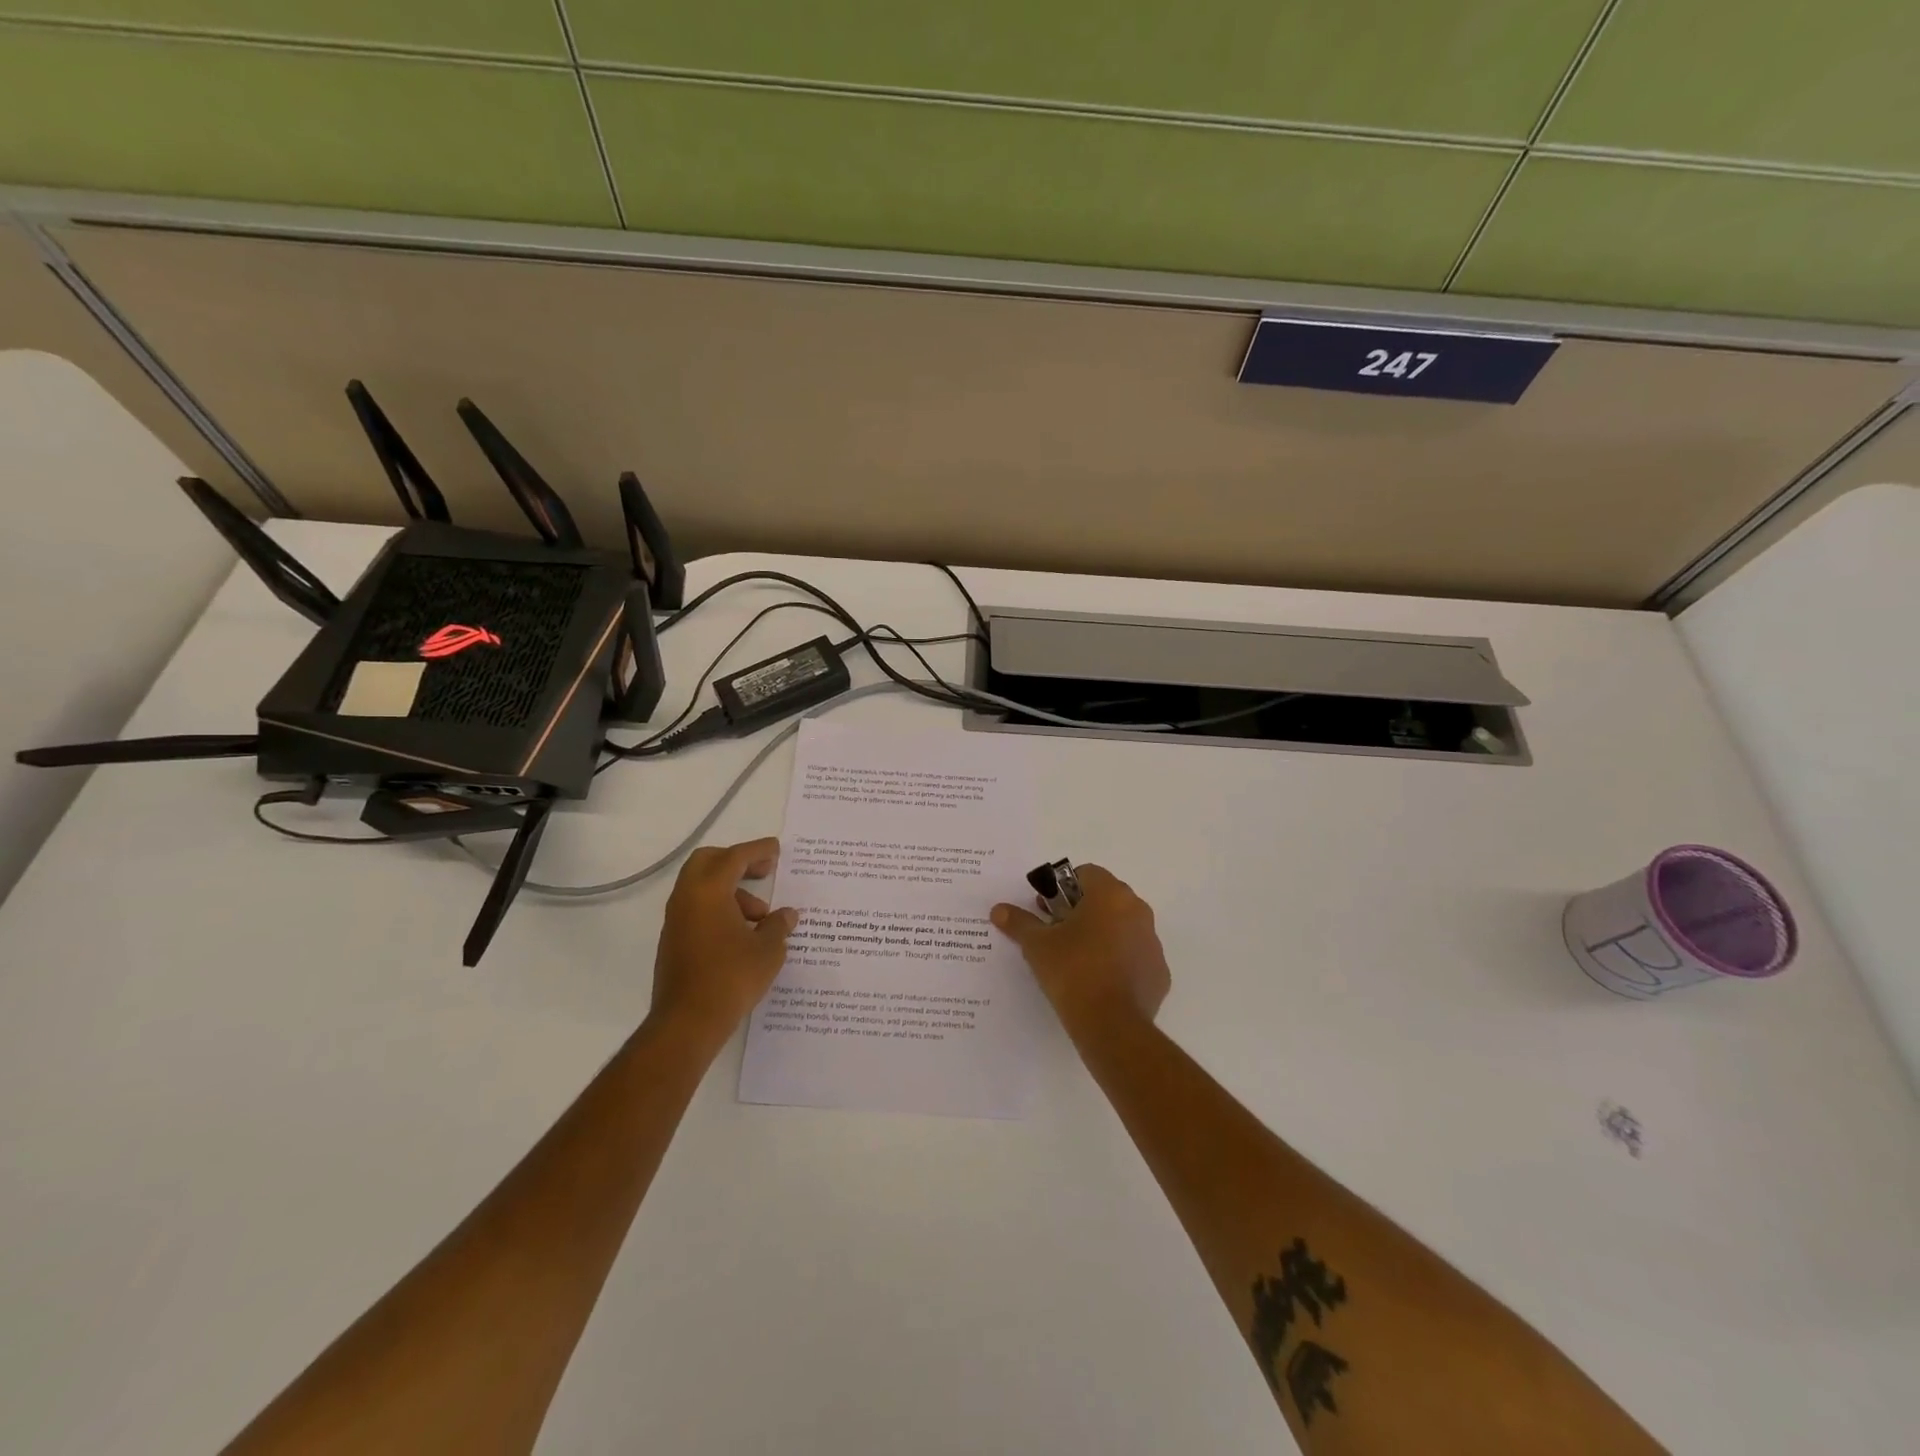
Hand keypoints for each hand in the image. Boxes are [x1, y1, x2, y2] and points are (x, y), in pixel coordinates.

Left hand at [649, 837, 796, 1044]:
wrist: (687, 1022)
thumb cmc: (732, 977)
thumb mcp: (768, 950)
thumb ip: (778, 925)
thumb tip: (787, 915)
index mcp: (709, 891)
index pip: (735, 857)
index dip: (758, 850)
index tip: (776, 848)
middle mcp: (687, 898)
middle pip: (709, 862)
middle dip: (737, 861)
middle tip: (764, 871)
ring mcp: (676, 920)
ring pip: (702, 887)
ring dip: (732, 891)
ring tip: (761, 917)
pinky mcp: (673, 940)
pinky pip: (697, 908)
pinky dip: (719, 908)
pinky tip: (742, 933)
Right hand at [991, 864, 1170, 1032]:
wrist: (1111, 1026)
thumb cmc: (1072, 972)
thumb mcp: (1037, 945)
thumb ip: (1019, 922)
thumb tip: (999, 910)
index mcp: (1110, 895)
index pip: (1087, 873)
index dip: (1063, 888)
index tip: (1048, 910)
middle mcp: (1137, 910)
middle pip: (1106, 897)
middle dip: (1082, 909)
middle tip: (1058, 932)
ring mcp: (1152, 942)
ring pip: (1123, 926)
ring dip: (1102, 933)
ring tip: (1077, 959)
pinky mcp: (1159, 971)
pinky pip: (1135, 955)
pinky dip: (1119, 960)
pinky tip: (1099, 981)